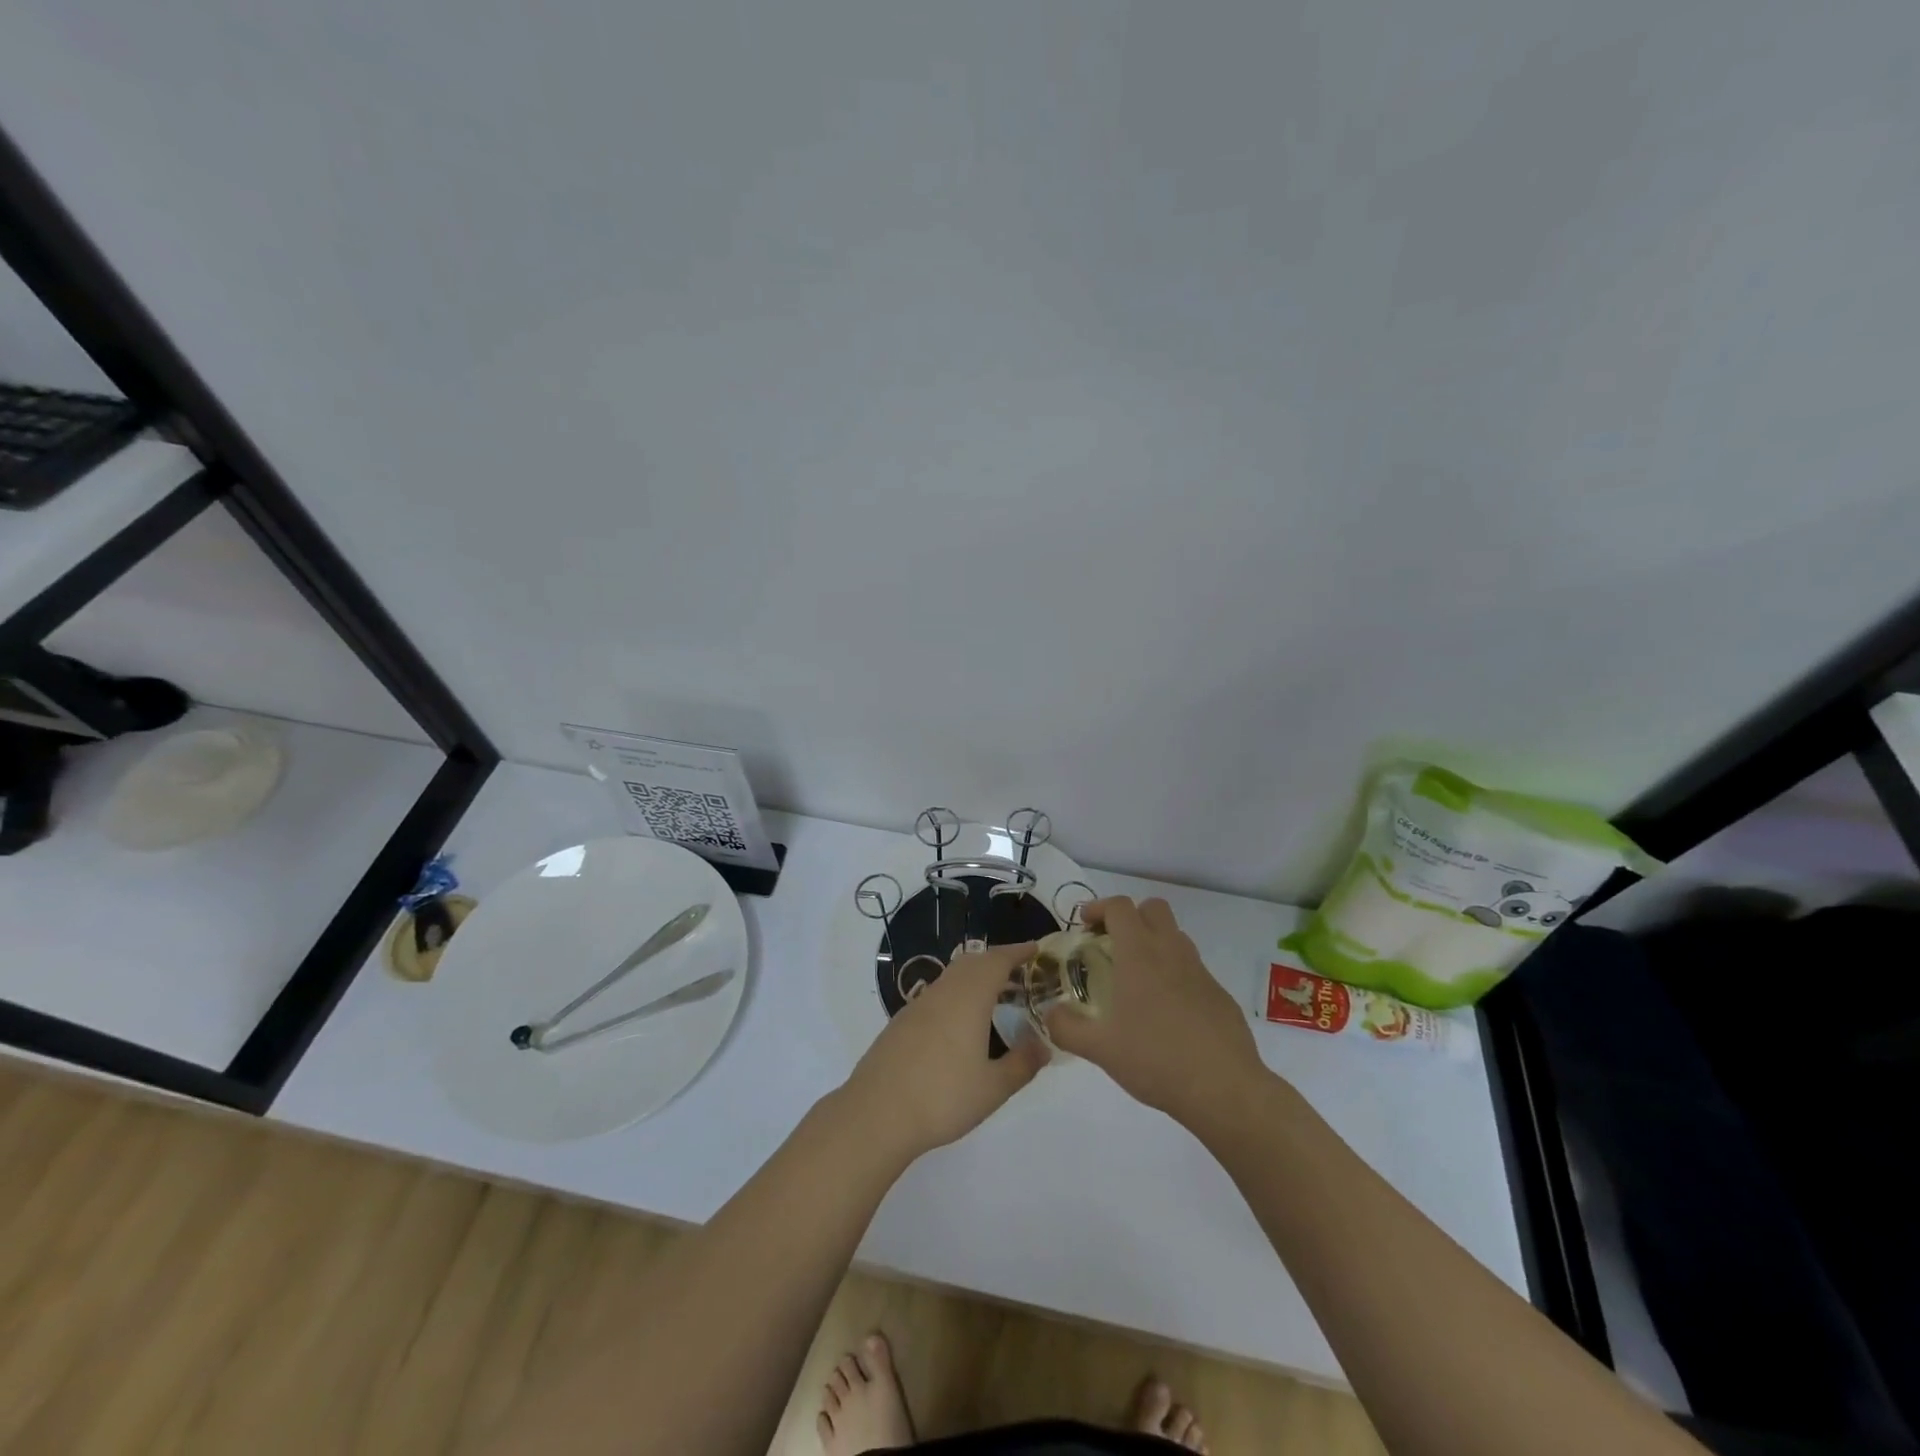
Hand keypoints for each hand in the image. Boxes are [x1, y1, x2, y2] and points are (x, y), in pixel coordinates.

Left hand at [840, 941, 1048, 1163]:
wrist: (876, 1113)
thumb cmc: (942, 1097)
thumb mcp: (993, 1088)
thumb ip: (1022, 1064)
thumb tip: (1043, 1045)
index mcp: (968, 997)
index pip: (997, 961)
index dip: (1018, 952)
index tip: (1036, 949)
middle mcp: (943, 992)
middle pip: (972, 962)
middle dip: (997, 962)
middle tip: (1021, 974)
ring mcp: (918, 1005)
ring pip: (952, 977)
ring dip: (975, 978)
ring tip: (996, 999)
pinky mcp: (901, 1022)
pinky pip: (937, 995)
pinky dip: (957, 996)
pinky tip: (961, 1024)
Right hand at [1044, 897, 1264, 1128]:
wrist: (1224, 1089)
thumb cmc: (1156, 1060)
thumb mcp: (1100, 1049)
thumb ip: (1066, 1028)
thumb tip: (1049, 1014)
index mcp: (1140, 955)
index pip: (1120, 907)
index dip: (1099, 907)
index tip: (1084, 924)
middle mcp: (1171, 952)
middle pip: (1153, 908)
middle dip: (1130, 916)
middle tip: (1111, 943)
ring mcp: (1200, 972)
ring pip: (1176, 936)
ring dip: (1154, 942)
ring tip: (1136, 977)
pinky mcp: (1219, 994)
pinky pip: (1192, 969)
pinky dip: (1175, 974)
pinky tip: (1166, 1011)